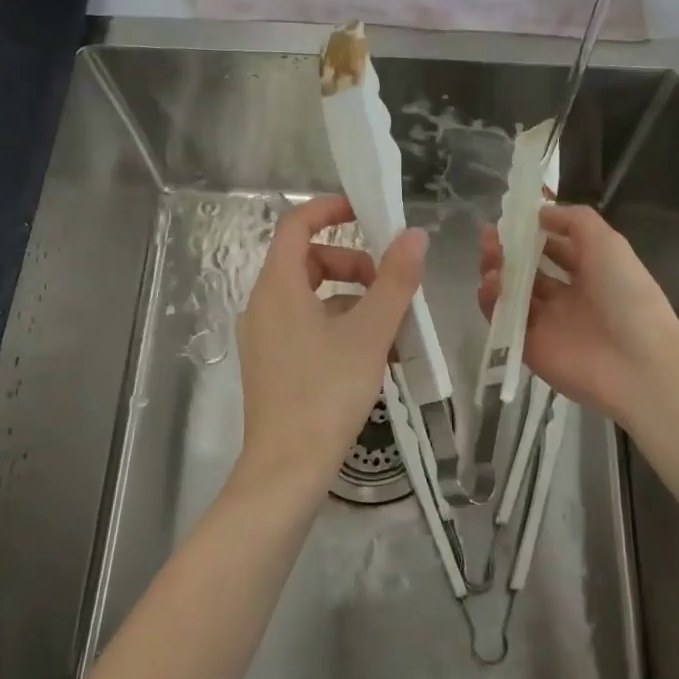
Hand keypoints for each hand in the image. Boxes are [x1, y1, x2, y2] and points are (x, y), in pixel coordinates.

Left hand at [237, 195, 426, 489]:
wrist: (288, 469)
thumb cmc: (327, 393)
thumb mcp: (371, 333)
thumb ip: (395, 281)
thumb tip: (414, 236)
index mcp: (278, 287)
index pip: (296, 224)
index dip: (330, 209)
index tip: (368, 212)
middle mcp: (263, 305)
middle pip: (308, 261)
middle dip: (354, 264)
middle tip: (390, 286)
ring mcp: (264, 337)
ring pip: (312, 297)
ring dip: (353, 300)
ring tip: (393, 327)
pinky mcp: (272, 364)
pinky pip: (307, 326)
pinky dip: (339, 326)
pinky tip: (374, 355)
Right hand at [478, 203, 678, 427]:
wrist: (636, 363)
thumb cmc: (625, 295)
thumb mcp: (607, 242)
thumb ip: (574, 220)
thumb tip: (539, 212)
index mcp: (590, 272)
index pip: (554, 248)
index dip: (532, 233)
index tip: (509, 219)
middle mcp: (567, 297)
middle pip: (527, 270)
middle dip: (507, 251)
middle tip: (489, 238)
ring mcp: (547, 323)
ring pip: (511, 294)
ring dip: (496, 272)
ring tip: (490, 258)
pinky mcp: (529, 347)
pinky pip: (503, 322)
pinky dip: (491, 302)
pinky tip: (490, 285)